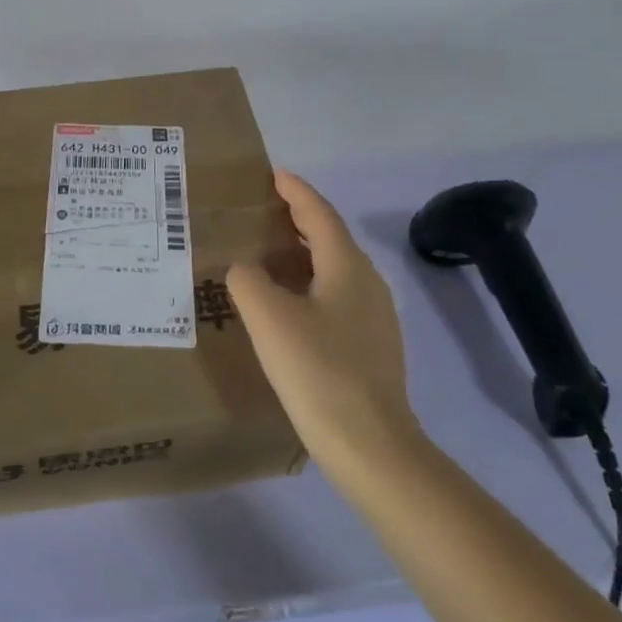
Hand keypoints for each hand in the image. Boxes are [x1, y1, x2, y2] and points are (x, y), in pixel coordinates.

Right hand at [226, 171, 418, 484]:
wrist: (372, 447)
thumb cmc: (318, 371)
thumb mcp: (268, 318)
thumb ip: (247, 280)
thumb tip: (245, 270)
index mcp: (346, 266)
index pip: (319, 213)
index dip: (296, 191)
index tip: (274, 174)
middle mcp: (367, 283)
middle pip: (330, 237)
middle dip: (299, 218)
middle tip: (264, 210)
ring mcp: (375, 317)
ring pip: (335, 268)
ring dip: (304, 253)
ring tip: (270, 254)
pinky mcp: (373, 346)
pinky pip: (337, 296)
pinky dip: (311, 283)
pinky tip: (290, 305)